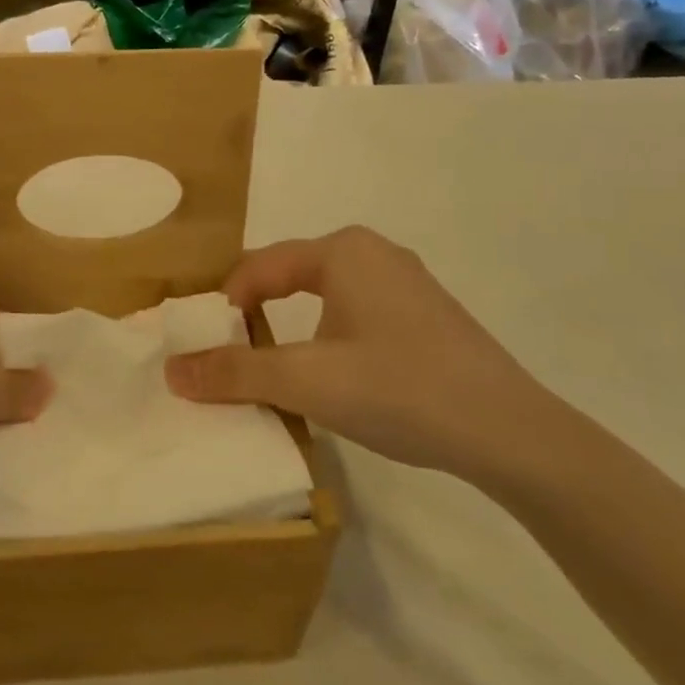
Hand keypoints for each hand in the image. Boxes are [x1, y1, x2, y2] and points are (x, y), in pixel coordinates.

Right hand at [164, 226, 557, 479]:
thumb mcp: (306, 382)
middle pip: (288, 278)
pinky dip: (326, 339)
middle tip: (233, 362)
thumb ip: (235, 373)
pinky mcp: (425, 316)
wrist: (513, 434)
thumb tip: (172, 370)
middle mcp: (373, 253)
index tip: (208, 352)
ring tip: (277, 374)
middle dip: (255, 318)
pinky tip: (334, 378)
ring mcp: (405, 283)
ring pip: (322, 298)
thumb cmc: (401, 389)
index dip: (224, 308)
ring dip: (290, 332)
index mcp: (342, 251)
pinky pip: (354, 314)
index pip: (258, 267)